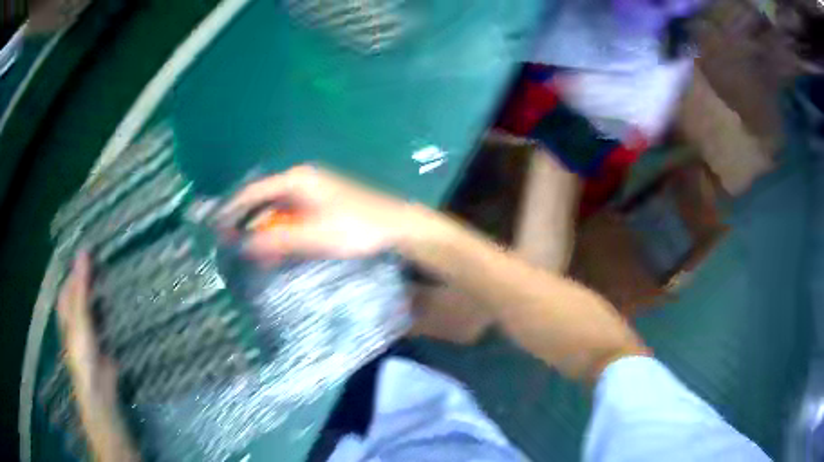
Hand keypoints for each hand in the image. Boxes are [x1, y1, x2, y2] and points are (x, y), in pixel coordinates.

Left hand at [57, 253, 117, 403]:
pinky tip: (121, 299)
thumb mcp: (80, 316)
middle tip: (109, 258)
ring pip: (95, 301)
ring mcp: (89, 326)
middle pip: (83, 289)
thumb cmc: (82, 351)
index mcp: (66, 307)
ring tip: (117, 273)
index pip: (71, 278)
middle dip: (93, 275)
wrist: (97, 387)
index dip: (80, 264)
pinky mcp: (102, 337)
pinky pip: (105, 316)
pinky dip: (111, 307)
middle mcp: (76, 314)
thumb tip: (84, 250)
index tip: (95, 247)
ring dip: (103, 290)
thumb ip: (81, 285)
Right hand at [219, 166, 430, 261]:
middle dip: (247, 222)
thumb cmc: (355, 227)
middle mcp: (303, 182)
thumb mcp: (313, 236)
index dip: (233, 209)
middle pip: (265, 201)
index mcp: (298, 180)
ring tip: (250, 253)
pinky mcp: (322, 207)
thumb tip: (243, 246)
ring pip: (278, 212)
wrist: (397, 227)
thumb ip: (277, 241)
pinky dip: (281, 233)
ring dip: (264, 231)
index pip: (255, 191)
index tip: (216, 226)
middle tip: (229, 243)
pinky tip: (275, 250)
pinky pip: (292, 218)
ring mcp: (314, 194)